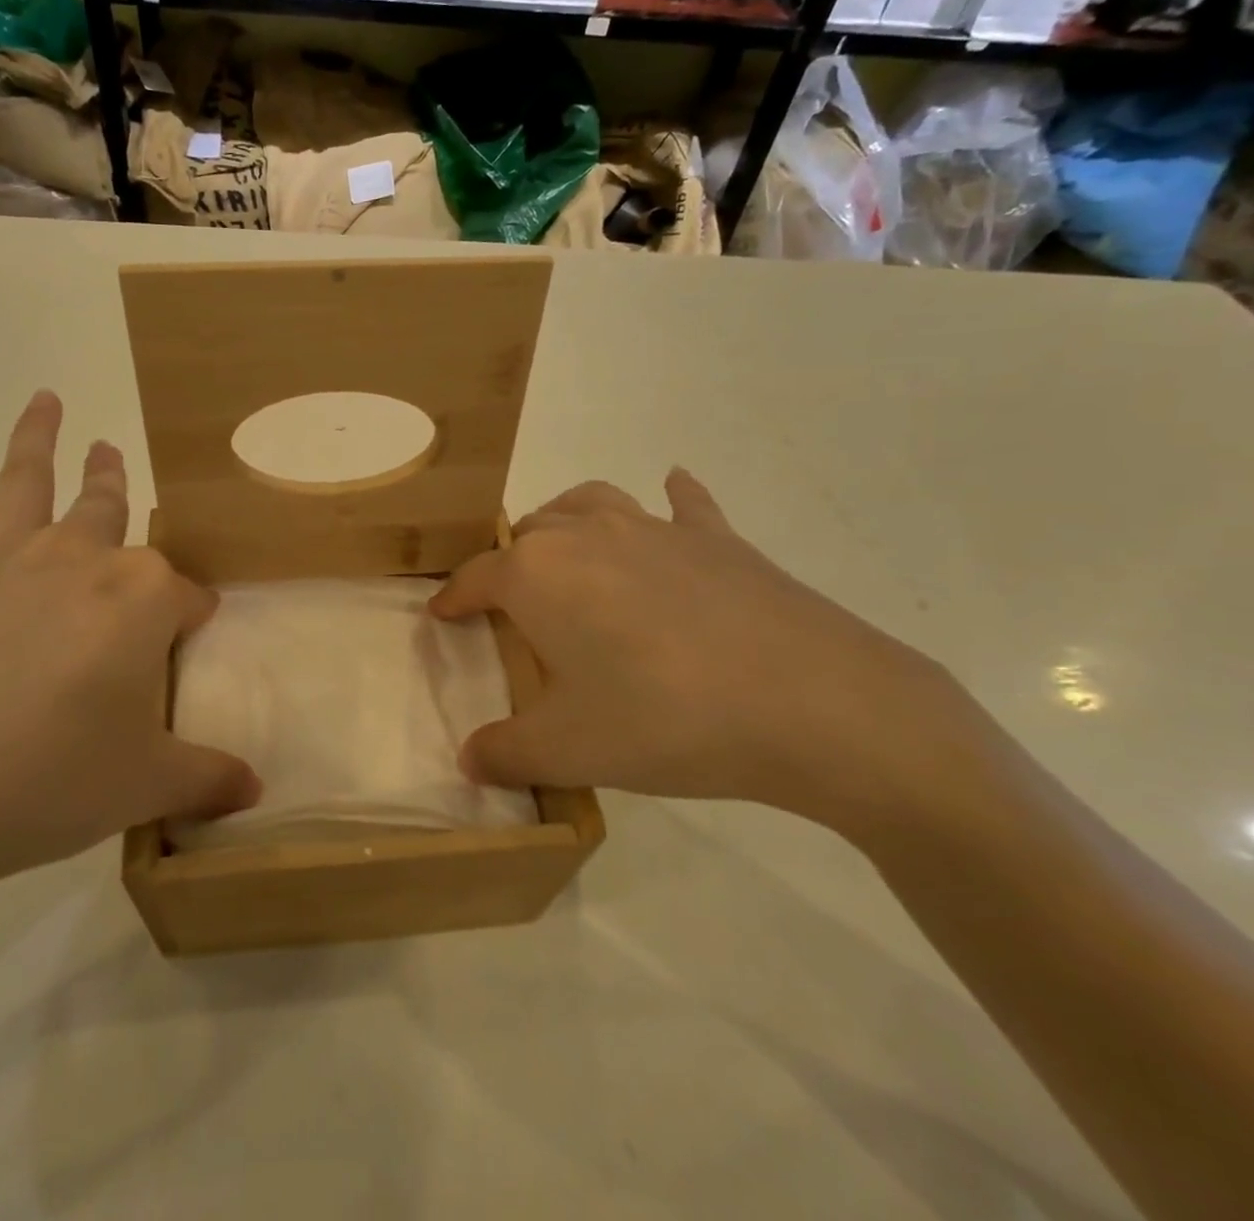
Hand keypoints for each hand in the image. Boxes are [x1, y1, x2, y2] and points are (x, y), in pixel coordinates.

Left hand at [0, 391, 260, 933]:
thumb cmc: (47, 781)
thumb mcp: (144, 786)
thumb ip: (206, 779)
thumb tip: (253, 790)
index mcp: (141, 598)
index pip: (187, 599)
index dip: (194, 619)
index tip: (193, 640)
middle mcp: (77, 559)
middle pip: (109, 510)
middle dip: (116, 484)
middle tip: (113, 453)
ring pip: (25, 481)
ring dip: (37, 438)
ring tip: (46, 400)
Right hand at [429, 472, 984, 835]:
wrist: (813, 704)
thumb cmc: (664, 720)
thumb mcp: (568, 751)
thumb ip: (505, 753)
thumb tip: (470, 761)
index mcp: (538, 574)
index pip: (475, 578)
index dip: (452, 599)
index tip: (440, 616)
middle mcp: (586, 535)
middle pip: (529, 535)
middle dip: (509, 564)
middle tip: (514, 608)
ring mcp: (655, 529)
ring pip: (589, 503)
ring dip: (567, 522)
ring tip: (566, 550)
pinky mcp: (718, 539)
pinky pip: (684, 505)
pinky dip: (672, 500)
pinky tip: (672, 492)